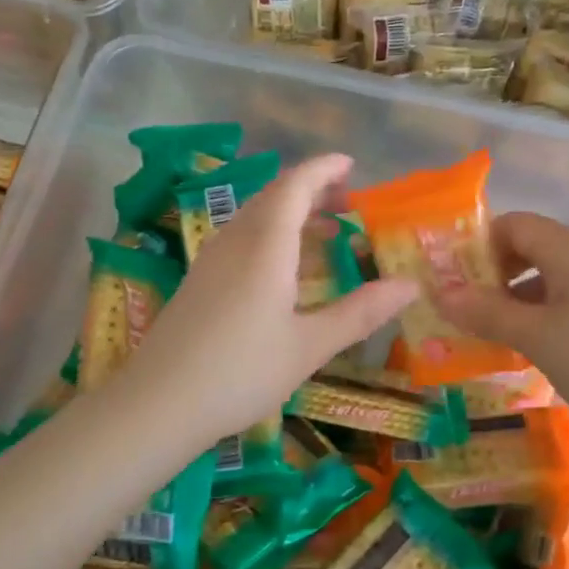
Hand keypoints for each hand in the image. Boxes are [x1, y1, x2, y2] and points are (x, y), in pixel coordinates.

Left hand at [120, 154, 418, 445]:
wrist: (158, 404)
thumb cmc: (241, 371)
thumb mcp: (309, 346)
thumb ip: (360, 312)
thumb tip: (410, 285)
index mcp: (265, 245)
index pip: (295, 186)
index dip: (324, 169)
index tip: (351, 164)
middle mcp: (235, 241)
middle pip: (274, 197)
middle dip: (311, 190)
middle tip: (348, 202)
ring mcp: (211, 260)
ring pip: (255, 218)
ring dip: (291, 214)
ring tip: (325, 232)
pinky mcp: (199, 282)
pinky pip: (241, 240)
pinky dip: (272, 237)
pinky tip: (284, 270)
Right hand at [431, 212, 568, 435]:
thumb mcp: (536, 336)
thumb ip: (485, 312)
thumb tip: (439, 292)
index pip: (512, 225)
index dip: (477, 247)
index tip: (452, 282)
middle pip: (529, 250)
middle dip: (492, 277)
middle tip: (464, 312)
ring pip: (547, 280)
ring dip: (515, 302)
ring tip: (489, 336)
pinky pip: (568, 302)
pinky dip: (542, 318)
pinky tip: (531, 349)